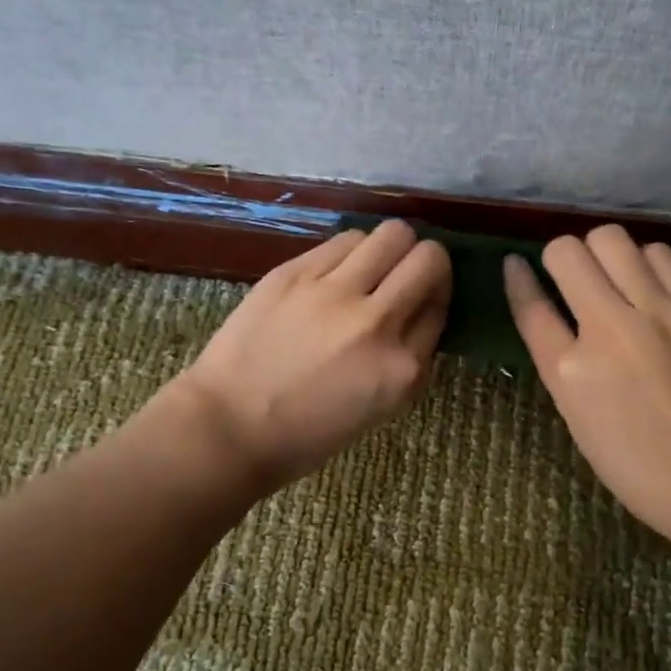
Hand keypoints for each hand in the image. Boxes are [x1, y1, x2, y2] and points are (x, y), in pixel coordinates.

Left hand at [168, 220, 450, 489]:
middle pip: (429, 258)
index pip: (441, 308)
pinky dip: (352, 251)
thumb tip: (419, 316)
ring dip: (390, 249)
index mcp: (402, 369)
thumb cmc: (306, 435)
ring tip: (370, 269)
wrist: (229, 426)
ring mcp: (334, 293)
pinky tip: (336, 272)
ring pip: (391, 235)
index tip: (420, 305)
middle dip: (427, 263)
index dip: (435, 301)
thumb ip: (408, 360)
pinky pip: (345, 241)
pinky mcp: (296, 273)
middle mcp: (377, 322)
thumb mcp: (379, 409)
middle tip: (407, 276)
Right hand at [504, 225, 670, 545]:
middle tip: (574, 276)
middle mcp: (612, 330)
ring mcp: (663, 313)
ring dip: (605, 255)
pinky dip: (647, 263)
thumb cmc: (640, 465)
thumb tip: (554, 314)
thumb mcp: (579, 417)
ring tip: (617, 278)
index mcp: (570, 371)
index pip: (531, 305)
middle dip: (562, 256)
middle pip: (569, 252)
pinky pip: (663, 257)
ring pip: (616, 241)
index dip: (517, 278)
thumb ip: (561, 360)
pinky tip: (653, 287)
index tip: (514, 263)